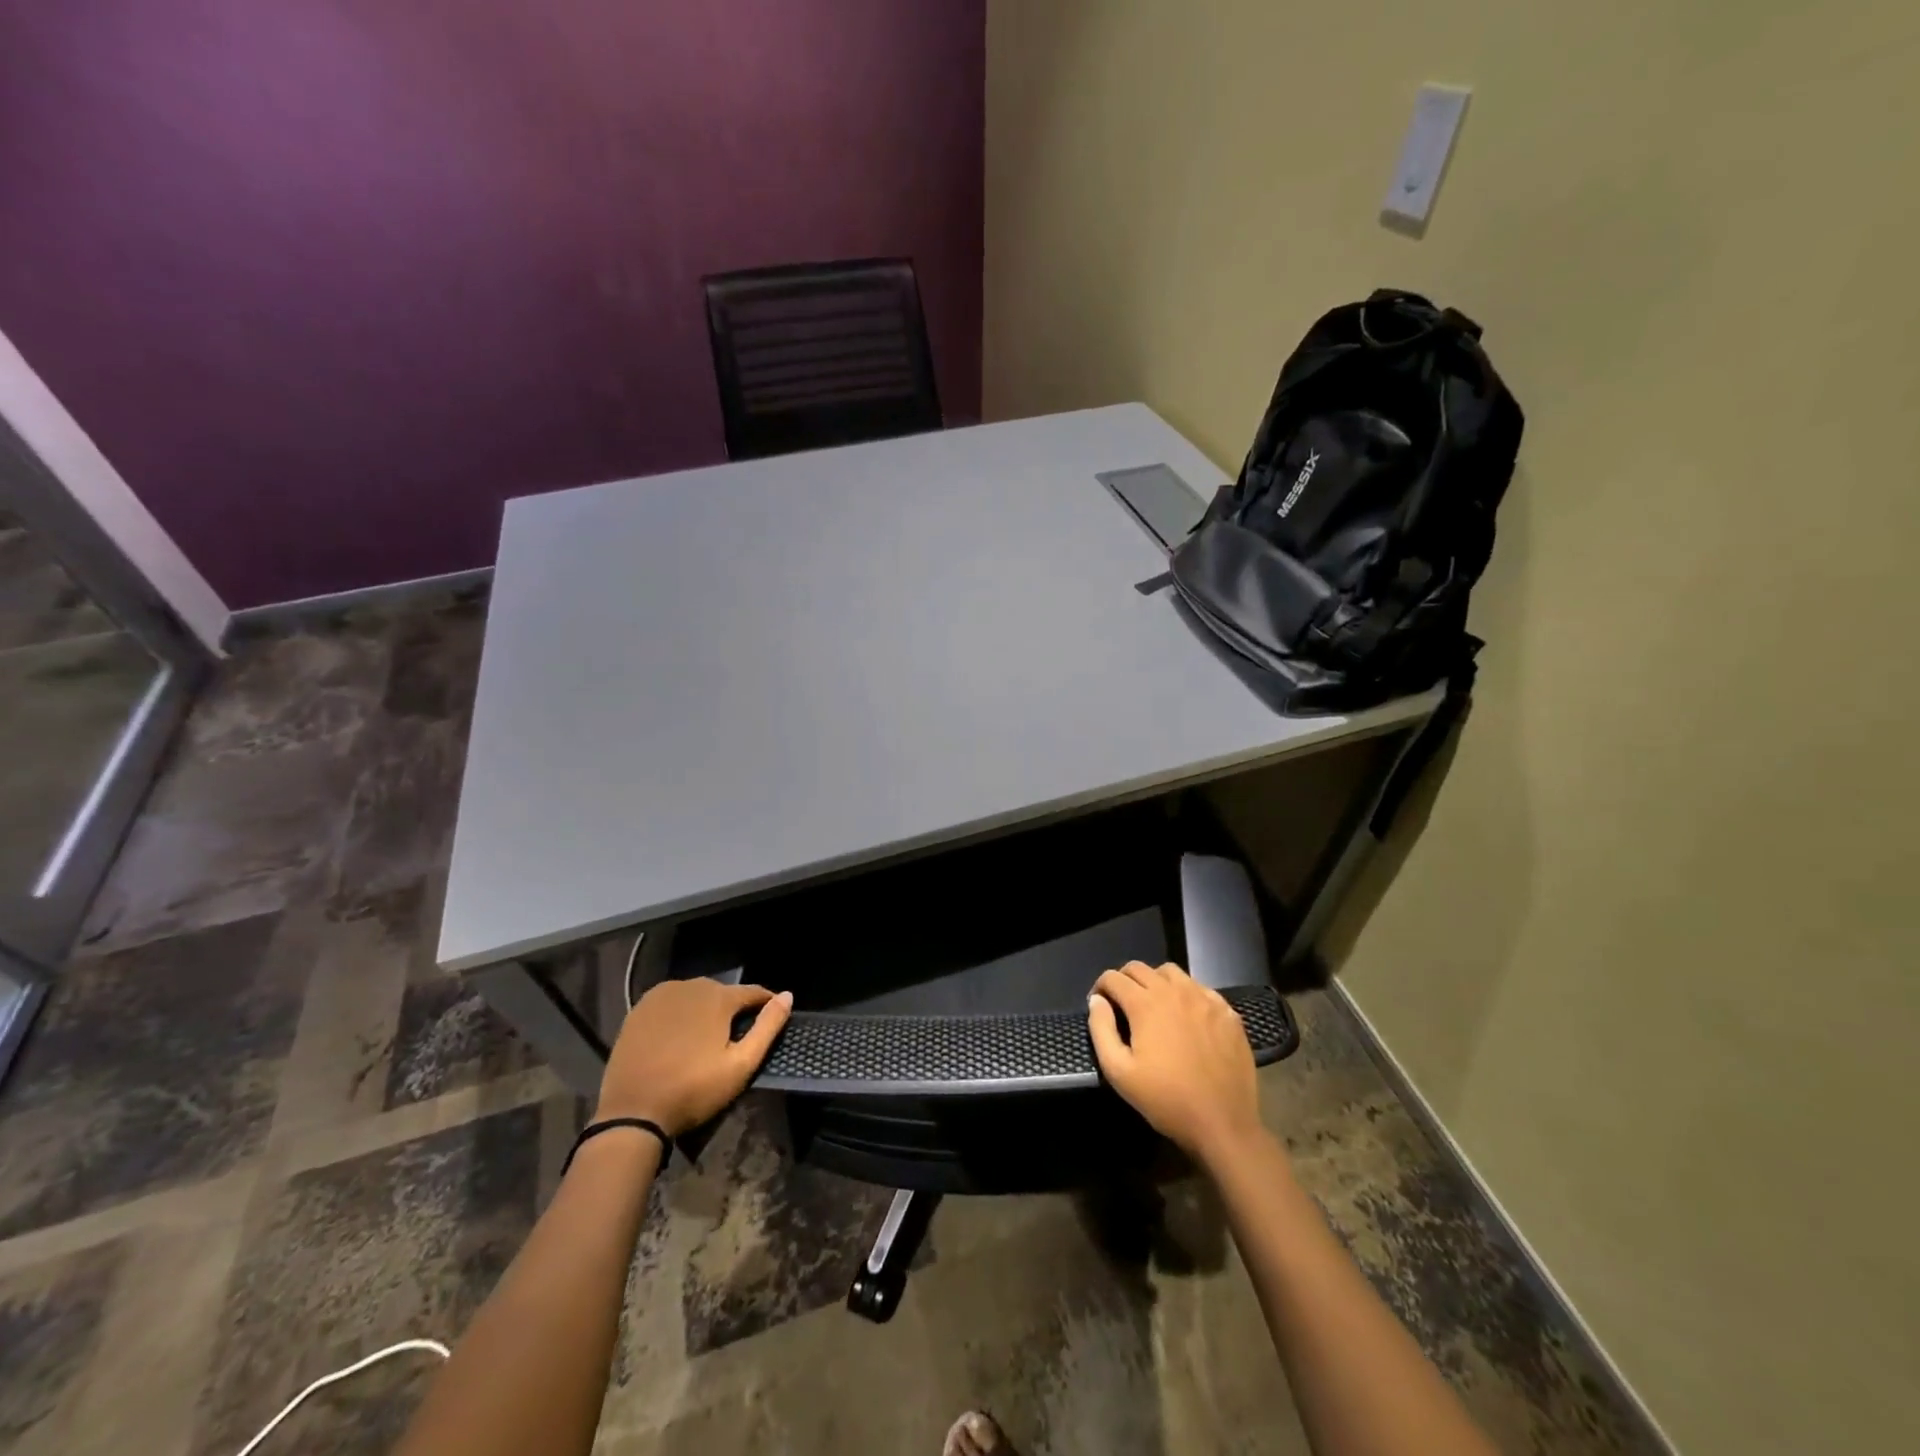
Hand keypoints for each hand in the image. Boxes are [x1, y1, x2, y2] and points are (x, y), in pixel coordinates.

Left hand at [594, 978, 792, 1134]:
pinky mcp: (639, 1009)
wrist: (632, 1113)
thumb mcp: (741, 1065)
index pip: (753, 992)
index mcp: (718, 996)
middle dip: (732, 1010)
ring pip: (695, 996)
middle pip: (722, 993)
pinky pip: (670, 1004)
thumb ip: (767, 1027)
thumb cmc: (693, 1090)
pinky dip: (679, 1014)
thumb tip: (788, 996)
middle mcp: (690, 985)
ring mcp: (661, 995)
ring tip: (706, 1039)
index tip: (773, 1019)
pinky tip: (677, 1038)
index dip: (766, 1004)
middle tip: (735, 1038)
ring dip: (705, 1011)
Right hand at [1087, 961, 1263, 1166]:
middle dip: (1124, 980)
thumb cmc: (1166, 1100)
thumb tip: (1097, 1001)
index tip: (1099, 1005)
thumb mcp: (1119, 1072)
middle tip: (1122, 1005)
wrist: (1223, 1123)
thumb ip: (1101, 1029)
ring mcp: (1204, 999)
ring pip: (1171, 972)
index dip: (1100, 987)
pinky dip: (1186, 994)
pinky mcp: (1227, 1012)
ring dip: (1155, 981)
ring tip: (1154, 1005)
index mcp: (1145, 1004)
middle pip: (1140, 968)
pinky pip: (1200, 988)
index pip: (1113, 977)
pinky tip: (1187, 1016)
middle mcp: (1174, 991)